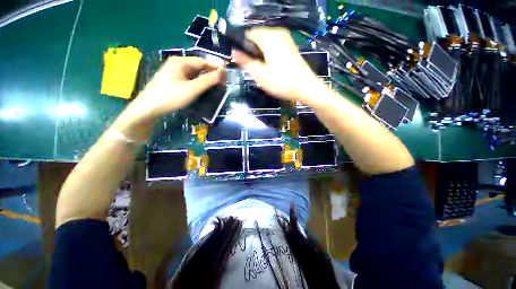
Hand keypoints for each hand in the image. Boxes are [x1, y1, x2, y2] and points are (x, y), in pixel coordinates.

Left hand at [121, 57, 224, 125]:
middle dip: (210, 74)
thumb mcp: (192, 89)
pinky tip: (200, 90)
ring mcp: (173, 72)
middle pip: (198, 67)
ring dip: (204, 79)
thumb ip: (209, 80)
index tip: (226, 76)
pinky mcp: (171, 81)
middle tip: (221, 84)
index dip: (215, 68)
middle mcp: (176, 64)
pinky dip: (197, 83)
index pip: (203, 61)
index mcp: (181, 62)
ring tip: (214, 88)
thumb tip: (223, 72)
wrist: (148, 108)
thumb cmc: (171, 97)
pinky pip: (188, 79)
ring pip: (193, 74)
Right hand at [232, 27, 321, 101]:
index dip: (242, 46)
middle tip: (254, 69)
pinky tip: (272, 68)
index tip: (242, 61)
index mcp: (268, 37)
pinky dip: (269, 55)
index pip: (248, 33)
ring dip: (260, 54)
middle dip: (252, 51)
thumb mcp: (260, 75)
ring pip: (266, 43)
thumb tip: (234, 51)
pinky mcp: (291, 47)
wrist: (306, 87)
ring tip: (263, 70)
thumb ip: (245, 62)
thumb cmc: (281, 82)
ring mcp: (286, 39)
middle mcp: (277, 33)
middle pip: (257, 37)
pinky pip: (274, 46)